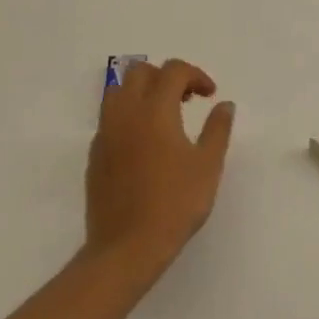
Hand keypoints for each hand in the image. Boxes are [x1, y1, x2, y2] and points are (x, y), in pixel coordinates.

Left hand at [84, 59, 235, 289]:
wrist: (127, 248)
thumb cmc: (175, 204)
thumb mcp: (208, 166)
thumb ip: (217, 129)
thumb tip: (224, 105)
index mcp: (155, 110)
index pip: (172, 70)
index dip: (195, 75)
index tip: (209, 95)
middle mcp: (125, 114)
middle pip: (139, 72)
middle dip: (166, 77)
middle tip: (186, 99)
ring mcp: (105, 134)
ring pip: (118, 91)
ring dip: (142, 92)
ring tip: (164, 116)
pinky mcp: (95, 155)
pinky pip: (110, 119)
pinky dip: (128, 116)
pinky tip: (146, 144)